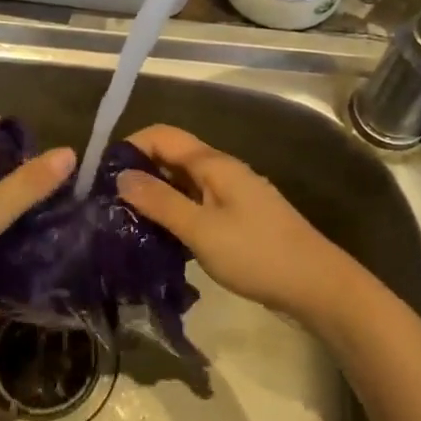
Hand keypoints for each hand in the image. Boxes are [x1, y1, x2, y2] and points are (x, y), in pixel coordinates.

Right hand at [117, 125, 353, 321]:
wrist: (317, 285)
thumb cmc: (256, 253)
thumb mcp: (201, 229)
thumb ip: (160, 202)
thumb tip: (121, 177)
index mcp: (213, 164)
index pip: (162, 136)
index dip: (131, 147)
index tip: (103, 177)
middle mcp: (222, 170)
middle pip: (172, 157)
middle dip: (140, 172)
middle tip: (110, 204)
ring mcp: (233, 194)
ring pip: (185, 183)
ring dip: (157, 195)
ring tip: (127, 222)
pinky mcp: (239, 218)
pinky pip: (198, 204)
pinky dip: (176, 212)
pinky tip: (162, 237)